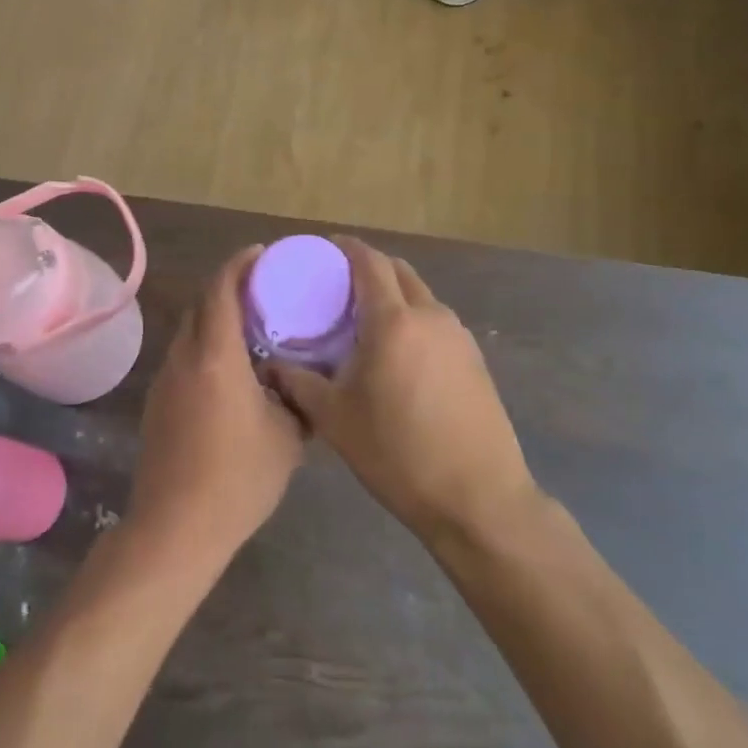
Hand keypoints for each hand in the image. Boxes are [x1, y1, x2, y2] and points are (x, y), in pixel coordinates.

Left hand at [125, 246, 305, 568]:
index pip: (221, 290)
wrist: (176, 527)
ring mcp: (165, 380)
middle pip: (201, 305)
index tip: (261, 253)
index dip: (239, 265)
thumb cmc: (238, 479)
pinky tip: (228, 369)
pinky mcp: (157, 403)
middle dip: (227, 286)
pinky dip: (205, 346)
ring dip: (215, 318)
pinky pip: (183, 357)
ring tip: (249, 326)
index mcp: (216, 356)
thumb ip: (297, 400)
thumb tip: (302, 383)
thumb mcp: (287, 438)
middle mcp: (184, 358)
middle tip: (262, 288)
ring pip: (190, 331)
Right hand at [263, 238, 537, 543]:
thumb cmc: (397, 454)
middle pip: (399, 272)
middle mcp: (430, 316)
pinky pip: (436, 322)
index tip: (325, 249)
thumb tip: (270, 364)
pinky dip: (413, 318)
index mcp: (393, 321)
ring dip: (394, 293)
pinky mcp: (475, 359)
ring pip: (421, 296)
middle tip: (339, 284)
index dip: (347, 248)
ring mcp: (458, 337)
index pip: (370, 263)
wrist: (477, 498)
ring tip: (365, 319)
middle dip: (370, 267)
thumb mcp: (336, 419)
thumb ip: (299, 383)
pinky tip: (398, 352)